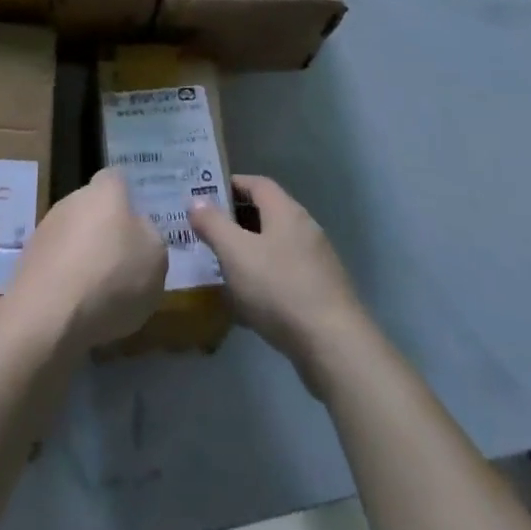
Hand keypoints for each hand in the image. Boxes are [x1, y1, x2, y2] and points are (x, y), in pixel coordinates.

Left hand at [9, 169, 166, 349]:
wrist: (48, 317)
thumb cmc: (112, 278)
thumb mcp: (155, 258)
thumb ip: (149, 237)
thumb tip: (137, 231)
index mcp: (105, 191)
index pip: (116, 179)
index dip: (127, 198)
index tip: (137, 224)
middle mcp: (71, 200)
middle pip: (93, 209)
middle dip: (105, 231)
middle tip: (122, 265)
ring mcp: (45, 231)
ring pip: (73, 237)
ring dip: (84, 257)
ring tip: (100, 296)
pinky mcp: (27, 263)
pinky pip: (56, 266)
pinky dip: (66, 282)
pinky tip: (76, 311)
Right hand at [190, 175, 366, 390]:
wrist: (334, 346)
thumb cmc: (280, 289)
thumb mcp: (236, 253)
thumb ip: (213, 224)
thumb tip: (196, 200)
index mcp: (285, 211)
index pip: (256, 183)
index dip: (230, 185)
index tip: (205, 196)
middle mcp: (304, 228)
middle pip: (265, 214)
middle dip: (235, 221)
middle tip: (206, 232)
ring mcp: (315, 262)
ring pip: (274, 247)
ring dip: (248, 252)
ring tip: (220, 267)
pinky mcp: (319, 293)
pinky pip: (283, 275)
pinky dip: (262, 279)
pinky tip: (246, 303)